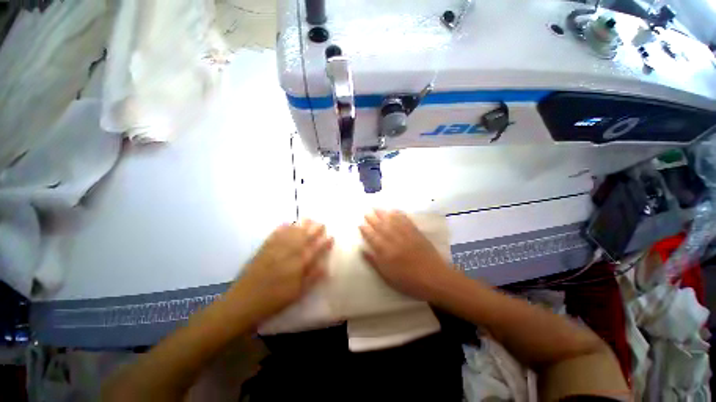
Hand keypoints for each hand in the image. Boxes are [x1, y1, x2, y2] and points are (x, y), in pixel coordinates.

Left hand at [230, 220, 333, 322]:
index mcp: (298, 264)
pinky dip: (282, 228)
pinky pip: (275, 235)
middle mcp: (288, 253)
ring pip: (291, 233)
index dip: (324, 243)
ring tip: (308, 219)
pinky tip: (286, 223)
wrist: (244, 302)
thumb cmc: (274, 300)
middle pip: (304, 238)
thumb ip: (312, 278)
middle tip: (322, 223)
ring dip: (301, 225)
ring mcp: (275, 249)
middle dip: (314, 229)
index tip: (331, 236)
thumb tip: (326, 267)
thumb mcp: (297, 293)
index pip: (315, 250)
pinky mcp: (263, 249)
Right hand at [359, 210, 450, 300]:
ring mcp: (406, 235)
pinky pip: (406, 221)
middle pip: (381, 227)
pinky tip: (395, 210)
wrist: (436, 279)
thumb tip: (362, 250)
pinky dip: (399, 215)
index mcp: (387, 252)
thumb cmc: (410, 282)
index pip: (373, 238)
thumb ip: (374, 262)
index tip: (360, 224)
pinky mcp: (417, 233)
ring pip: (392, 222)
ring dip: (384, 214)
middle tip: (367, 211)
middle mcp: (395, 241)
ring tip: (377, 207)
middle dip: (373, 219)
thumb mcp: (388, 277)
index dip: (366, 231)